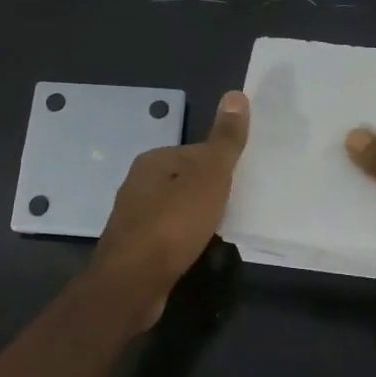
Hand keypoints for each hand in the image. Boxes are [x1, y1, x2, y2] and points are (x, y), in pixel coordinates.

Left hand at [90, 90, 249, 325]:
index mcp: (153, 160)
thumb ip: (225, 140)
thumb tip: (236, 94)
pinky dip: (185, 239)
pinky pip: (169, 235)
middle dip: (210, 193)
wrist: (133, 283)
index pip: (196, 152)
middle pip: (186, 180)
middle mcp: (138, 183)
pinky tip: (198, 251)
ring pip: (177, 209)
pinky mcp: (135, 248)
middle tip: (237, 208)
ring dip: (198, 218)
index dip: (222, 166)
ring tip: (222, 232)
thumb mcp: (209, 176)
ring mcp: (133, 217)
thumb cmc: (173, 224)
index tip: (242, 184)